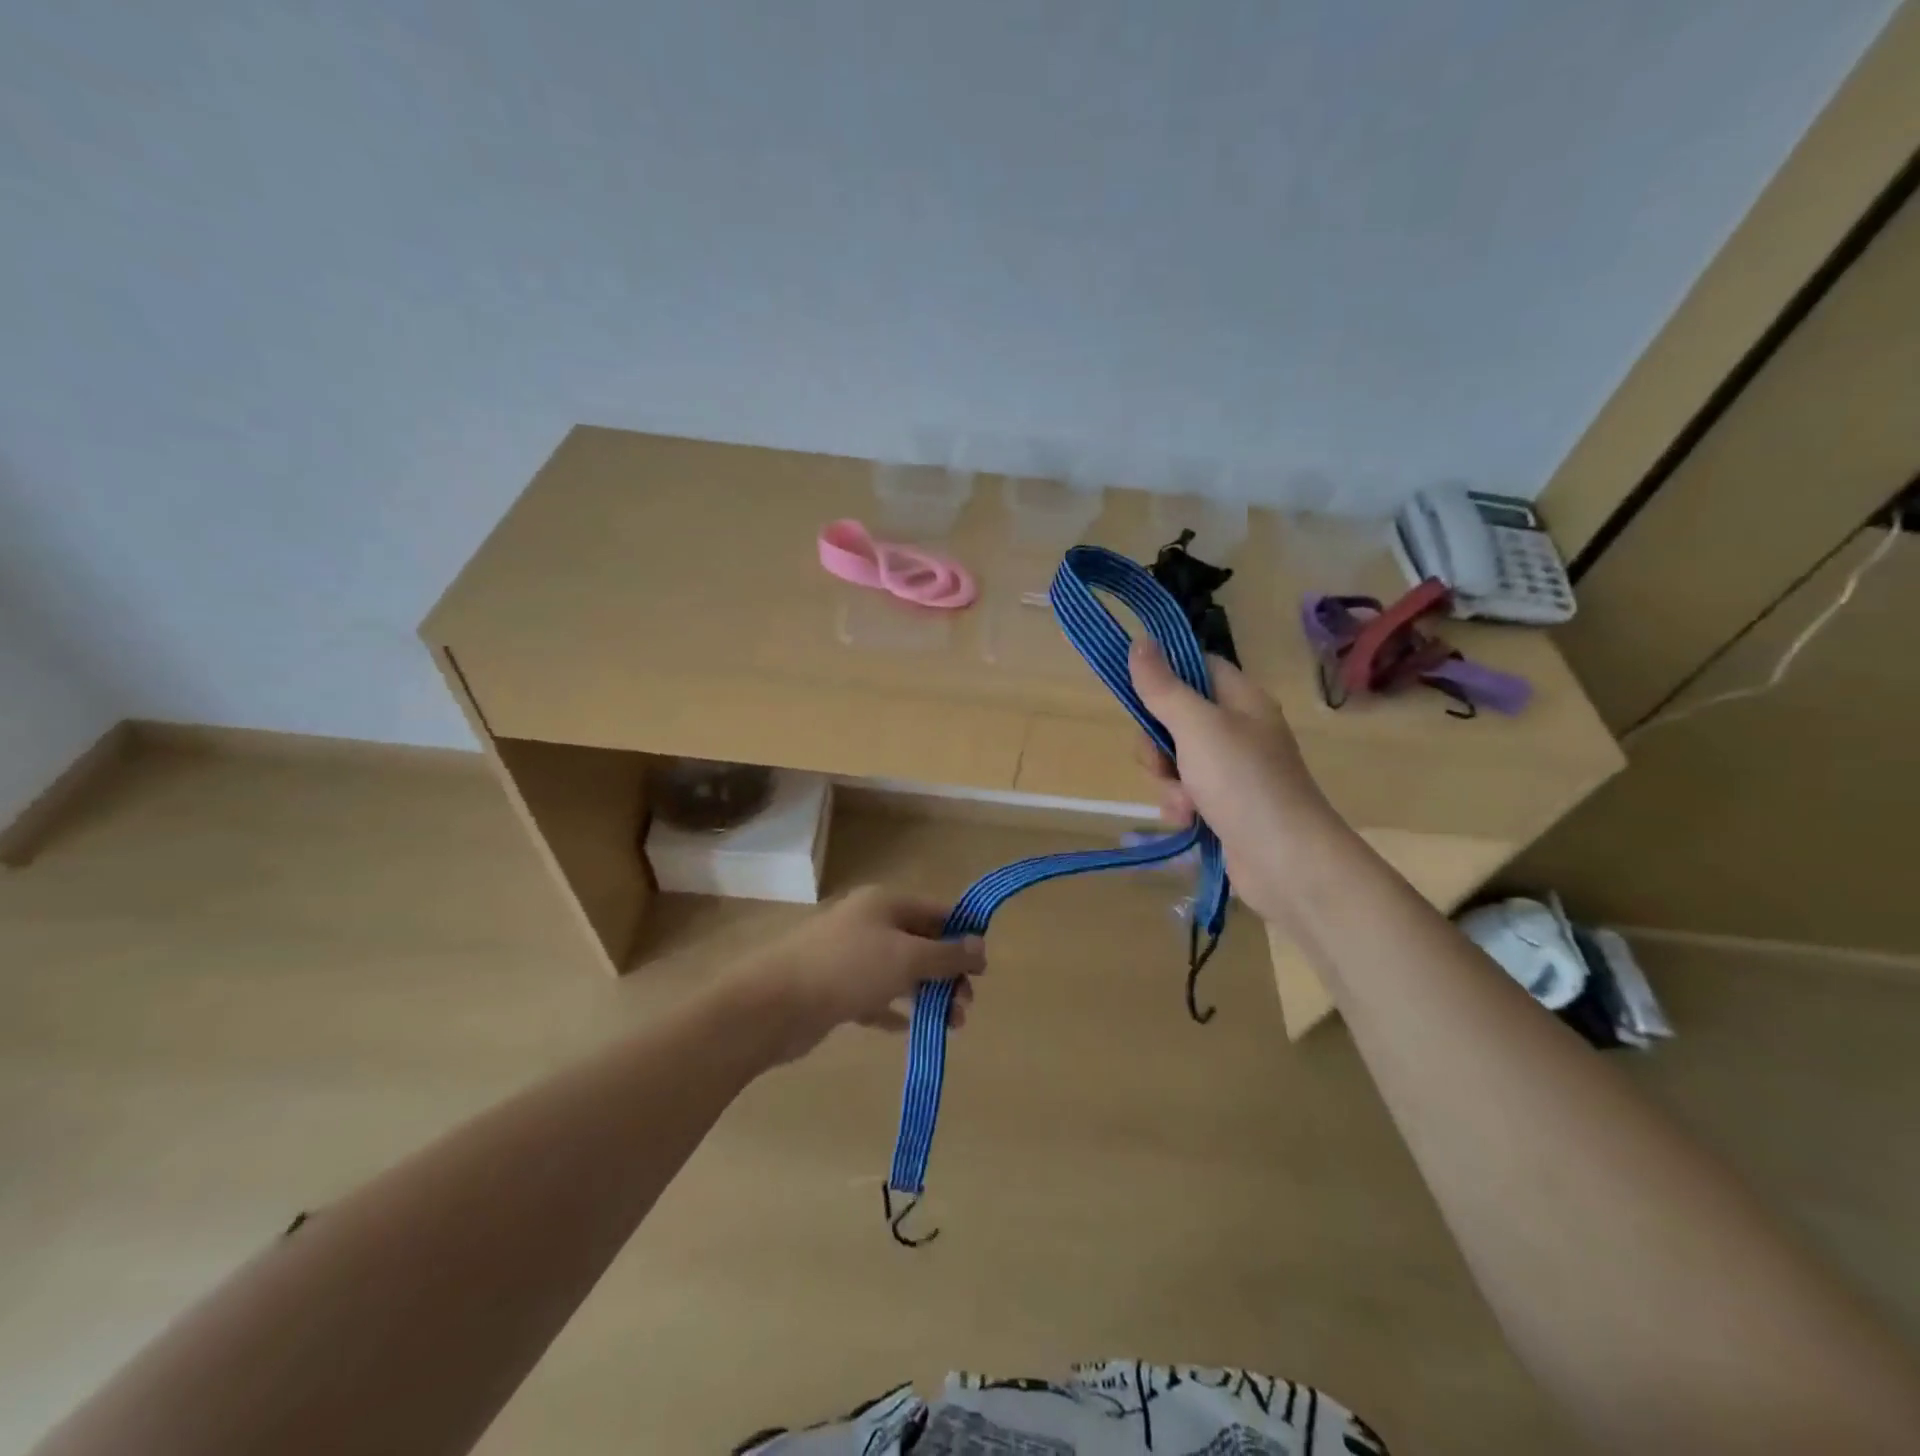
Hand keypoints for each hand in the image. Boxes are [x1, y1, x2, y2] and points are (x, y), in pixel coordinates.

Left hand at [731, 887, 985, 1065]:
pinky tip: (912, 1029)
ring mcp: (849, 957)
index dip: (963, 935)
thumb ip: (946, 954)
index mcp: (885, 904)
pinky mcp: (835, 989)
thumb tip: (980, 945)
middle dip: (948, 973)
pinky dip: (896, 1010)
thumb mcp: (906, 957)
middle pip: (920, 943)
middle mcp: (868, 924)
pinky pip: (876, 996)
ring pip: (900, 972)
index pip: (936, 912)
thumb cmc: (848, 969)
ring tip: (951, 1026)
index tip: (983, 969)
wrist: (774, 1004)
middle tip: (966, 1006)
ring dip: (928, 995)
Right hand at [1128, 640, 1342, 923]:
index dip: (1165, 676)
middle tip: (1161, 762)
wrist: (1286, 861)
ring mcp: (1233, 771)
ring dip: (1168, 782)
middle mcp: (1239, 730)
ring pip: (1176, 760)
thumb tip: (1140, 640)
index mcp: (1241, 700)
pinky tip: (1188, 822)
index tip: (1138, 694)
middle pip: (1176, 718)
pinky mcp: (1225, 806)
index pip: (1197, 667)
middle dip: (1158, 744)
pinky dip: (1180, 807)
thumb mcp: (1196, 726)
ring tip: (1184, 803)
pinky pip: (1186, 794)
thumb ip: (1163, 687)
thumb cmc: (1243, 782)